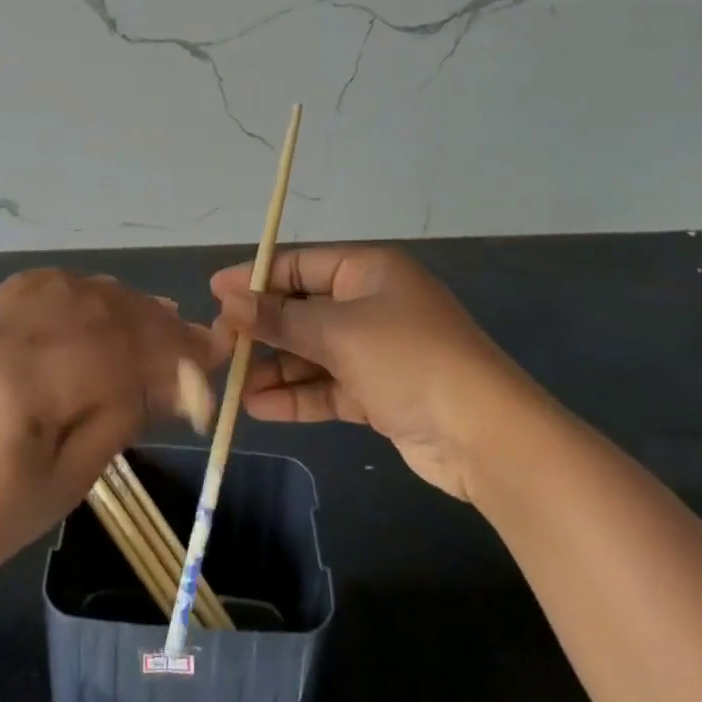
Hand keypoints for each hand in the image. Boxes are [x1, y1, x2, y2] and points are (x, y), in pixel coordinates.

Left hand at [0, 270, 221, 610]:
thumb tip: (173, 379)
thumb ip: (121, 417)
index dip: (175, 355)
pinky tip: (102, 301)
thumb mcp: (66, 483)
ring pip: (77, 288)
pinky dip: (81, 287)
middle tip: (198, 343)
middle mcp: (11, 331)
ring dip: (125, 302)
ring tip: (160, 322)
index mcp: (30, 379)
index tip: (215, 361)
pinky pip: (41, 283)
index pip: (122, 350)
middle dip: (159, 326)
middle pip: (105, 310)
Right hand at [212, 246, 543, 504]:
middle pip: (304, 309)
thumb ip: (280, 320)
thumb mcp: (339, 333)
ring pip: (312, 352)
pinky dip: (297, 395)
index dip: (257, 277)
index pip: (300, 265)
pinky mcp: (380, 392)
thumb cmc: (409, 359)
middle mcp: (371, 303)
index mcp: (368, 271)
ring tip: (231, 385)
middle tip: (218, 345)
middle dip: (262, 329)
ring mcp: (377, 350)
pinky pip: (328, 385)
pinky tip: (259, 407)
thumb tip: (228, 302)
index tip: (215, 292)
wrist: (486, 436)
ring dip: (275, 367)